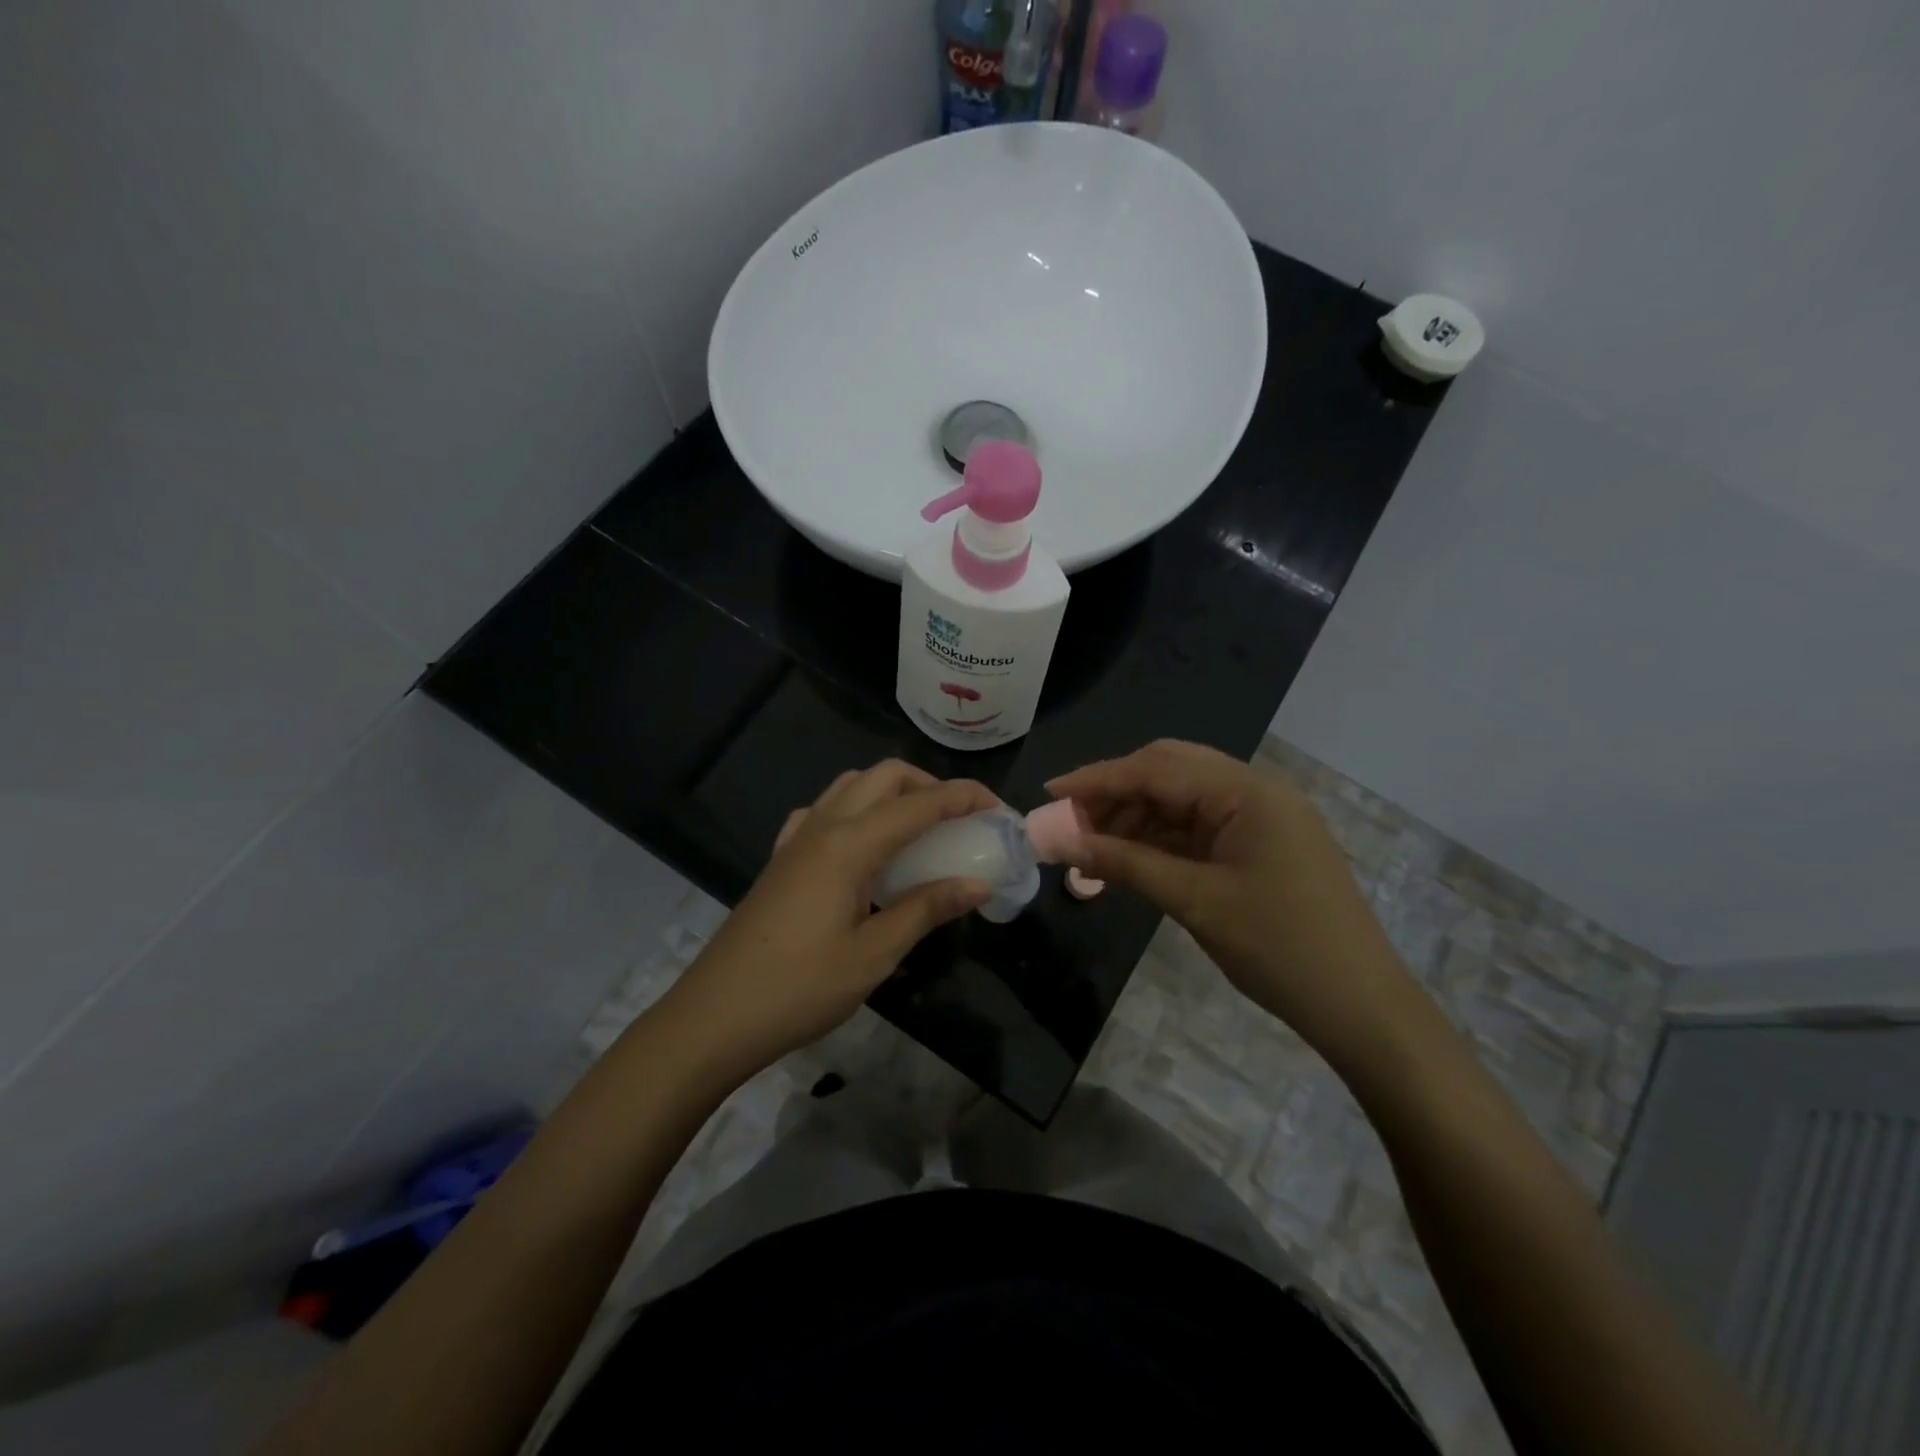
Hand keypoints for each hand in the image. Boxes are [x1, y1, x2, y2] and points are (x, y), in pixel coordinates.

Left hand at [661, 761, 999, 1085]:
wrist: (715, 1016)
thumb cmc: (800, 988)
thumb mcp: (874, 954)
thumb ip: (927, 908)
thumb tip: (978, 883)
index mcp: (850, 844)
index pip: (920, 803)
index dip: (965, 797)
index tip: (1000, 810)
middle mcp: (822, 826)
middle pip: (885, 776)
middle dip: (930, 785)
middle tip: (960, 820)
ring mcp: (796, 838)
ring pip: (851, 785)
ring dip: (892, 792)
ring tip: (918, 830)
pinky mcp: (781, 857)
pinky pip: (823, 810)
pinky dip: (855, 809)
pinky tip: (863, 846)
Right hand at [1047, 740, 1415, 1060]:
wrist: (1362, 1007)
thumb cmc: (1279, 948)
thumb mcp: (1194, 902)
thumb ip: (1126, 863)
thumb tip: (1064, 842)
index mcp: (1247, 791)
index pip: (1157, 768)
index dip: (1098, 778)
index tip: (1050, 791)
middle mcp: (1255, 790)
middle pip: (1169, 771)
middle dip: (1116, 792)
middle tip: (1072, 820)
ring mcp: (1262, 817)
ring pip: (1183, 800)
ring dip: (1136, 817)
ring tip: (1093, 848)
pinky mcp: (1262, 844)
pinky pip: (1200, 827)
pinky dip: (1161, 838)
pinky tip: (1131, 858)